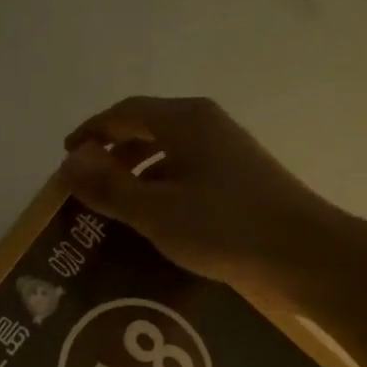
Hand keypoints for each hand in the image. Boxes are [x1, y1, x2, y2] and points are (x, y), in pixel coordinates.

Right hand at [60, 96, 345, 306]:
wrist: (300, 254)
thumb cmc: (222, 227)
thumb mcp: (154, 210)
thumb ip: (108, 187)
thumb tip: (68, 162)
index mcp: (185, 121)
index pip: (125, 113)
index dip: (91, 131)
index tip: (66, 157)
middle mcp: (207, 127)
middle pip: (147, 129)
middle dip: (112, 153)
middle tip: (86, 185)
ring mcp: (227, 153)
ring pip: (168, 153)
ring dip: (136, 174)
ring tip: (113, 207)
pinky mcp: (239, 181)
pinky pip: (186, 174)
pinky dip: (160, 189)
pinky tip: (153, 221)